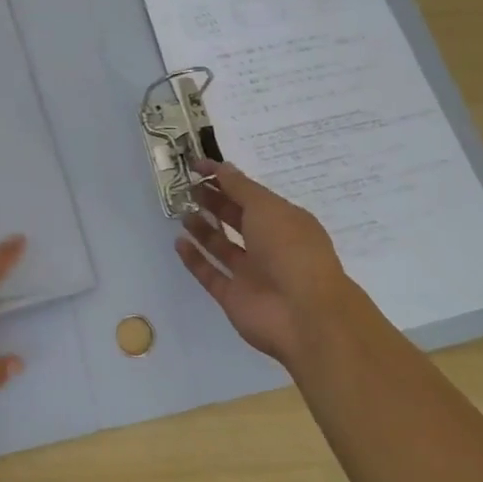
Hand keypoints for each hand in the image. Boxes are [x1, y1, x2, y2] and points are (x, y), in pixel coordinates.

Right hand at [174, 158, 360, 365]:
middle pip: (236, 219)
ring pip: (223, 247)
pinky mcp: (234, 297)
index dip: (225, 179)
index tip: (197, 166)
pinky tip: (179, 242)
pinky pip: (210, 274)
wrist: (303, 315)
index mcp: (284, 221)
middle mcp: (269, 246)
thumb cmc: (289, 249)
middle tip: (187, 187)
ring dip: (203, 229)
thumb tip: (221, 166)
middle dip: (213, 202)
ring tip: (182, 212)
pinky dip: (195, 259)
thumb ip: (239, 187)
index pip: (250, 195)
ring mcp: (252, 273)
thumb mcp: (266, 207)